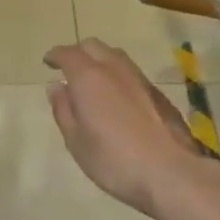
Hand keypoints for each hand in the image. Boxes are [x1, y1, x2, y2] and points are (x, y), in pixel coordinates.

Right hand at [44, 38, 205, 217]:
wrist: (171, 173)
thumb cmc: (114, 160)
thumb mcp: (76, 141)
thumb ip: (63, 110)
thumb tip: (56, 87)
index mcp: (89, 77)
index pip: (68, 54)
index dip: (55, 55)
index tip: (48, 62)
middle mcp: (114, 69)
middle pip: (93, 46)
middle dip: (78, 53)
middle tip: (68, 70)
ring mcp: (140, 79)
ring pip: (115, 56)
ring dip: (100, 61)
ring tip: (93, 80)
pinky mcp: (158, 93)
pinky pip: (131, 72)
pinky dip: (117, 75)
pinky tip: (117, 96)